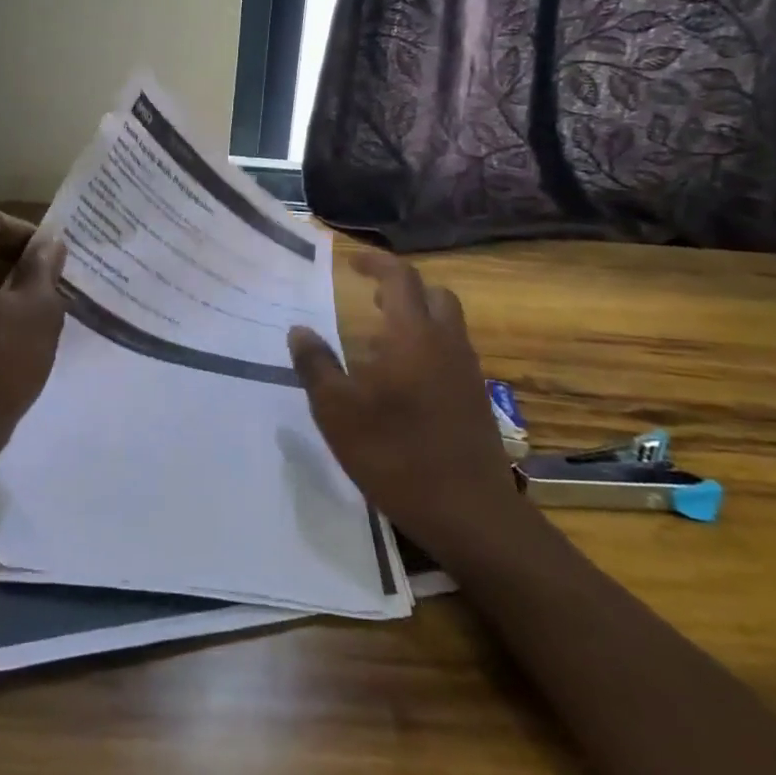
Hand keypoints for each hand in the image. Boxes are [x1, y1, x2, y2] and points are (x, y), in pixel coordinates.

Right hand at [287, 250, 519, 546]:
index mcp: (412, 335)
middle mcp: (446, 343)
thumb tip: (299, 330)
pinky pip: (451, 352)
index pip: (400, 278)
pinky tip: (403, 382)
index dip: (376, 263)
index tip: (351, 262)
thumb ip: (316, 366)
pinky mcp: (476, 398)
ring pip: (446, 323)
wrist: (469, 511)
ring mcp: (466, 371)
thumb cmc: (395, 454)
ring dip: (416, 318)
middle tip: (370, 300)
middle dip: (402, 288)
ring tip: (379, 341)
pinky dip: (428, 346)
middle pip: (433, 294)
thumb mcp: (337, 412)